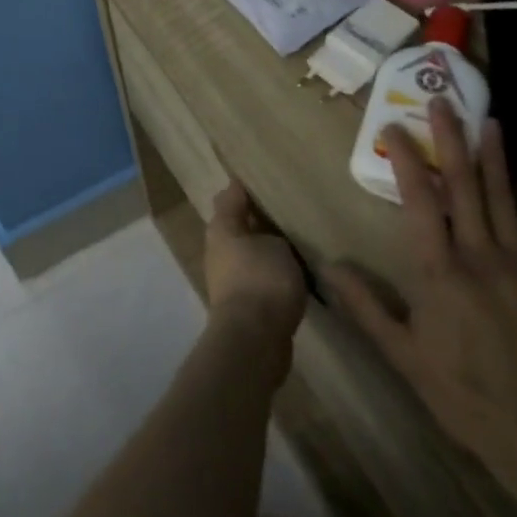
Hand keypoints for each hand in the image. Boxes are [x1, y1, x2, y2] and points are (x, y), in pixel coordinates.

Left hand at [204, 181, 307, 352]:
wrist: (253, 339)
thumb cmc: (262, 279)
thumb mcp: (275, 245)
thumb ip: (273, 233)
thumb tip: (270, 234)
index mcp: (221, 227)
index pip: (230, 197)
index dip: (245, 187)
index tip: (264, 177)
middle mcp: (218, 249)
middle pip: (238, 226)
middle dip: (259, 219)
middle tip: (289, 210)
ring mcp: (227, 278)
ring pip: (249, 254)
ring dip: (267, 250)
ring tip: (298, 242)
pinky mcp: (241, 304)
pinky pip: (259, 278)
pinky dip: (273, 275)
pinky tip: (296, 275)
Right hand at [325, 101, 516, 509]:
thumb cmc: (469, 397)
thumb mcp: (405, 358)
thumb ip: (366, 307)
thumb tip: (328, 267)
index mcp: (439, 271)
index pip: (419, 201)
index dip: (406, 160)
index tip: (394, 127)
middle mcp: (481, 256)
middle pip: (464, 187)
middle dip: (451, 140)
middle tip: (444, 100)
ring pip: (506, 200)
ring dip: (496, 158)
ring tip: (488, 120)